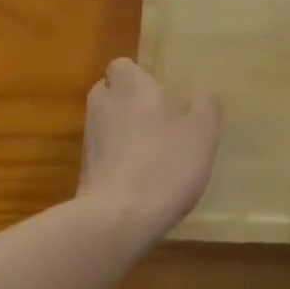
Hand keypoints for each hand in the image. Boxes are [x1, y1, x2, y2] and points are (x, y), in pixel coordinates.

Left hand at [78, 58, 219, 239]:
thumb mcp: (200, 134)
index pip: (122, 65)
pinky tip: (140, 180)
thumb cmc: (162, 166)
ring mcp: (89, 141)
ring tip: (152, 150)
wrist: (115, 223)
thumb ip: (205, 107)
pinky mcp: (84, 175)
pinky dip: (116, 161)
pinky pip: (102, 156)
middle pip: (109, 92)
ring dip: (121, 132)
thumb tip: (204, 91)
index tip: (160, 90)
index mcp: (129, 86)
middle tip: (158, 116)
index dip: (138, 75)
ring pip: (105, 124)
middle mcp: (103, 106)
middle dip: (127, 101)